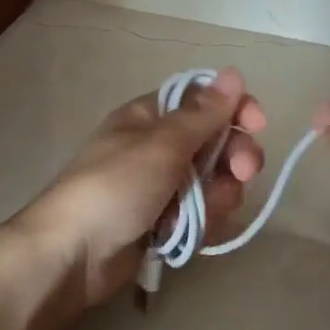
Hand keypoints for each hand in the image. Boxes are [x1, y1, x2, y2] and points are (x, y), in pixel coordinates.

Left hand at [18, 69, 267, 308]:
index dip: (235, 109)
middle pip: (218, 143)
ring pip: (215, 183)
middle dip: (234, 159)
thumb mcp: (161, 145)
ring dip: (218, 197)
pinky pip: (202, 214)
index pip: (205, 101)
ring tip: (199, 213)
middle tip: (242, 173)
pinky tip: (188, 233)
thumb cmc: (114, 187)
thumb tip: (232, 73)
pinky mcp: (166, 222)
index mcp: (152, 118)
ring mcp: (164, 187)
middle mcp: (160, 148)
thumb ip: (202, 114)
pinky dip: (202, 223)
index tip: (256, 124)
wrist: (72, 255)